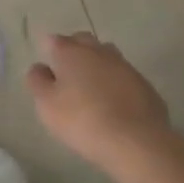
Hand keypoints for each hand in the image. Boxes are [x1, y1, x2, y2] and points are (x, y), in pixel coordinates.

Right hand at [26, 32, 170, 171]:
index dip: (48, 50)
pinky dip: (116, 83)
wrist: (136, 141)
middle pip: (83, 41)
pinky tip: (113, 103)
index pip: (55, 40)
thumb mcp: (47, 105)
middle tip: (66, 71)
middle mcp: (99, 52)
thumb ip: (38, 82)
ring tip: (90, 87)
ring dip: (97, 65)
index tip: (46, 64)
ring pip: (107, 56)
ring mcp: (125, 67)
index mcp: (72, 53)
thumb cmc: (82, 120)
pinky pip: (124, 77)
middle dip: (74, 50)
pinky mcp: (145, 85)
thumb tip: (40, 67)